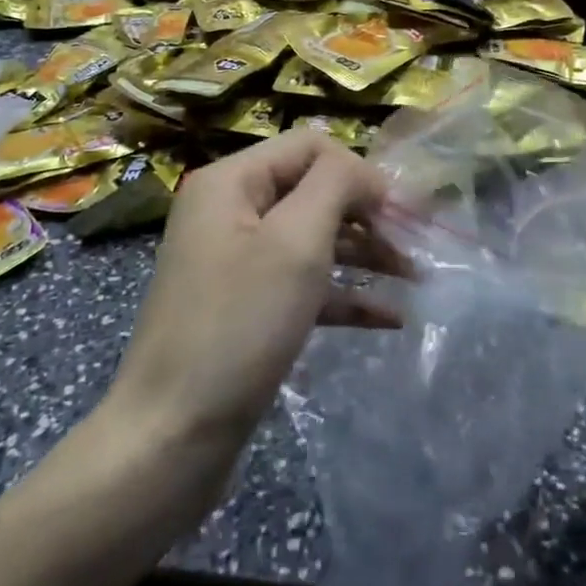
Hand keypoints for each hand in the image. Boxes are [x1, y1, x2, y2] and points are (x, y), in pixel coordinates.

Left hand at [105, 131, 392, 457]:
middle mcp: (230, 212)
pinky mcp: (245, 308)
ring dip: (363, 253)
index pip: (309, 147)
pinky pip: (301, 285)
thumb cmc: (238, 326)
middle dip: (366, 214)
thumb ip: (335, 185)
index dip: (358, 170)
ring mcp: (235, 262)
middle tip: (413, 247)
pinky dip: (342, 294)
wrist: (170, 438)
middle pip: (312, 191)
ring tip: (415, 279)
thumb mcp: (295, 242)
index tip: (400, 212)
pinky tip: (389, 317)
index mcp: (231, 182)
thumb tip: (363, 171)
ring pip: (311, 239)